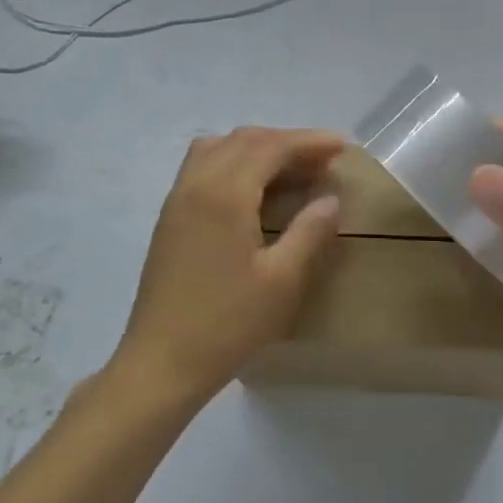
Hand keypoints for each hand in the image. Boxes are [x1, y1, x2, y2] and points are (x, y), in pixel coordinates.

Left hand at [113, 127, 343, 405]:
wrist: (161, 362)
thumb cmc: (227, 324)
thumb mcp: (282, 281)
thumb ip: (310, 232)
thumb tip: (330, 199)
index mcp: (225, 193)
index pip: (271, 147)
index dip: (309, 141)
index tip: (342, 146)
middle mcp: (197, 183)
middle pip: (244, 140)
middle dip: (286, 142)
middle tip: (322, 160)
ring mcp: (177, 199)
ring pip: (218, 148)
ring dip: (256, 148)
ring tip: (288, 171)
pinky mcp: (169, 218)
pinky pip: (202, 167)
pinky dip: (233, 162)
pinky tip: (253, 192)